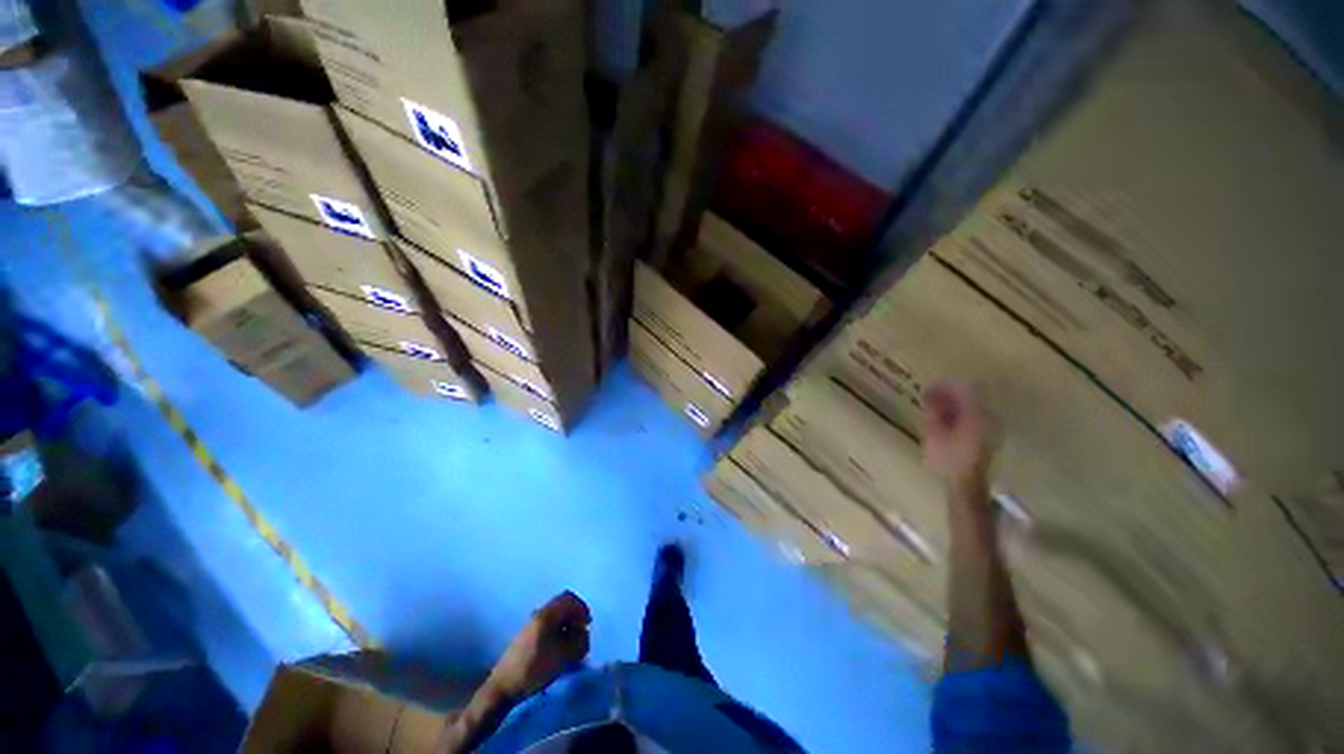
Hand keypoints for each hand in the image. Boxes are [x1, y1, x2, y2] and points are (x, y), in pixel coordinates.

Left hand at [487, 591, 591, 700]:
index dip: (582, 608)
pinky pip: (548, 624)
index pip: (569, 598)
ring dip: (566, 625)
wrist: (503, 686)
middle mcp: (538, 614)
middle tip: (581, 634)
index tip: (588, 624)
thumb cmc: (534, 669)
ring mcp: (530, 624)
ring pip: (555, 615)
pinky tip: (558, 648)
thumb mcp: (563, 656)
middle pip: (562, 605)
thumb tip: (584, 633)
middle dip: (575, 617)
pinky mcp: (526, 635)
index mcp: (546, 614)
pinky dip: (557, 631)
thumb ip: (579, 642)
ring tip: (571, 644)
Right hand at [922, 381, 992, 487]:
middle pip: (970, 395)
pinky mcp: (987, 436)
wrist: (967, 484)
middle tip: (929, 398)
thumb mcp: (934, 432)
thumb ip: (933, 411)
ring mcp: (990, 427)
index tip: (929, 388)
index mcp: (975, 414)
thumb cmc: (948, 458)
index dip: (945, 385)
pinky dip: (958, 415)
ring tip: (934, 410)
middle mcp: (987, 417)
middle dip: (948, 394)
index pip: (964, 387)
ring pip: (972, 406)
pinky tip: (945, 422)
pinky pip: (973, 417)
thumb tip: (930, 394)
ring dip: (953, 405)